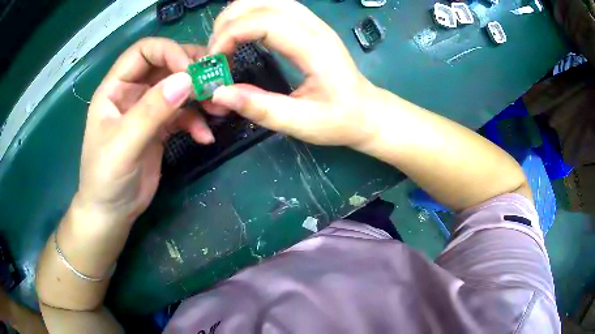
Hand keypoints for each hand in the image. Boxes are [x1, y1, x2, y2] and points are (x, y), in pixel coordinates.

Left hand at [76, 38, 211, 225]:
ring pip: (178, 88)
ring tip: (217, 108)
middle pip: (166, 65)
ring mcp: (148, 109)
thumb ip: (152, 111)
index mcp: (116, 87)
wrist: (112, 213)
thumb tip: (187, 80)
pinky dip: (197, 122)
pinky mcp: (161, 128)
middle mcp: (133, 92)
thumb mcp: (124, 144)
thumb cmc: (106, 178)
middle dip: (191, 70)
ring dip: (200, 95)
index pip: (144, 51)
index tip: (191, 70)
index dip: (169, 52)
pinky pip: (184, 115)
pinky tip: (205, 137)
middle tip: (216, 80)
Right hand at [208, 0, 378, 146]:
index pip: (262, 21)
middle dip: (228, 22)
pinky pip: (273, 6)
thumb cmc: (339, 120)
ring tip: (224, 42)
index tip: (215, 61)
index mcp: (313, 48)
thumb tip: (218, 93)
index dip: (230, 34)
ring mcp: (312, 22)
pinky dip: (250, 15)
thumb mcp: (300, 123)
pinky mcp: (309, 25)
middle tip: (215, 52)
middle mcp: (313, 26)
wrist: (367, 112)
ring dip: (237, 15)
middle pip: (261, 2)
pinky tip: (242, 34)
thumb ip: (260, 108)